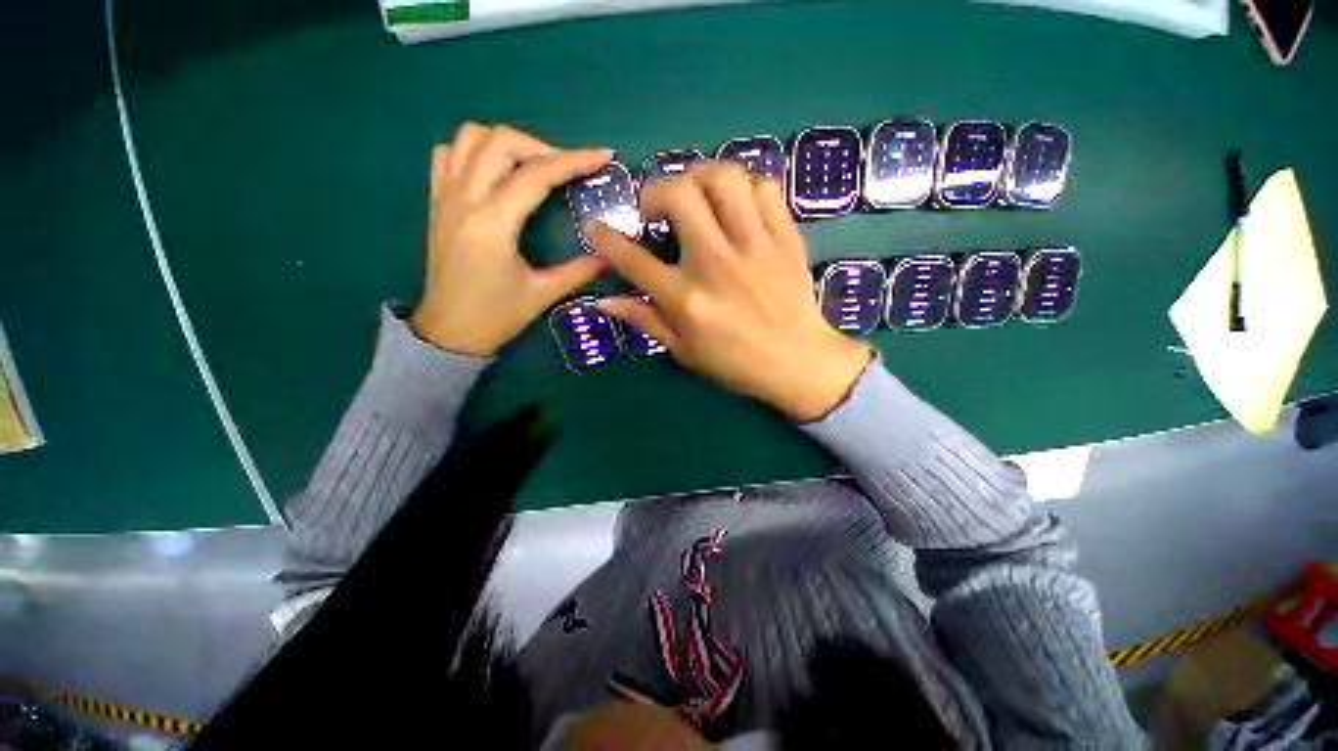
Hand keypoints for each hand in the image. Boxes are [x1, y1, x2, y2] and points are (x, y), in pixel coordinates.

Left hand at [410, 123, 611, 355]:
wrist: (450, 332)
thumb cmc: (496, 316)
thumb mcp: (542, 294)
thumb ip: (578, 271)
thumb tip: (609, 255)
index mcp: (493, 223)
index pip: (536, 175)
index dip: (573, 161)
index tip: (602, 156)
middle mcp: (465, 199)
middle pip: (499, 141)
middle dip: (541, 147)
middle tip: (566, 169)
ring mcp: (445, 197)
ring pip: (469, 138)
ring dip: (506, 142)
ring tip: (532, 165)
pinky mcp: (437, 203)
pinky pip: (447, 154)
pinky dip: (474, 150)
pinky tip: (495, 171)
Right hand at [588, 163, 871, 421]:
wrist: (798, 363)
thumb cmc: (735, 363)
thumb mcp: (683, 351)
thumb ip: (645, 320)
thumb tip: (605, 300)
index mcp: (686, 300)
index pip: (633, 259)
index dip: (606, 238)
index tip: (596, 226)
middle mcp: (716, 264)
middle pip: (678, 195)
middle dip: (654, 190)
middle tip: (655, 209)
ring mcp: (754, 247)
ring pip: (723, 179)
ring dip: (700, 178)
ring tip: (696, 196)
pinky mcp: (784, 239)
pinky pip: (765, 188)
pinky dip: (745, 187)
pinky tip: (738, 206)